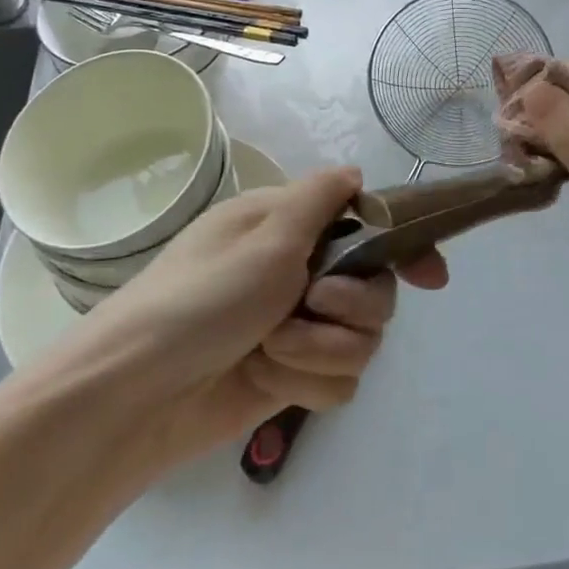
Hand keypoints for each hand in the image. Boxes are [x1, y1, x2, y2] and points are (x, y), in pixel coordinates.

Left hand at [76, 168, 447, 465]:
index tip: (431, 278)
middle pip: (375, 288)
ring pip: (362, 339)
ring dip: (320, 347)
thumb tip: (355, 172)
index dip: (401, 246)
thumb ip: (320, 200)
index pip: (364, 225)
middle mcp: (297, 273)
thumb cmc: (200, 300)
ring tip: (272, 351)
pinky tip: (269, 381)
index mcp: (289, 228)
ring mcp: (296, 329)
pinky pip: (338, 380)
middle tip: (312, 303)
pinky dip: (307, 382)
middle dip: (351, 303)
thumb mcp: (264, 236)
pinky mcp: (291, 378)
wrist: (137, 396)